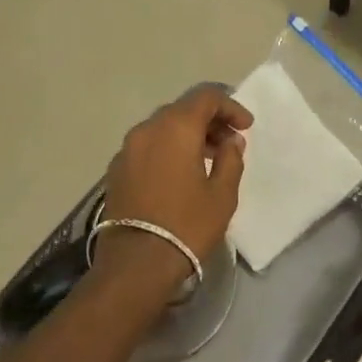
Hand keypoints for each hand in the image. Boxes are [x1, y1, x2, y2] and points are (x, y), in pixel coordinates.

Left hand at [99, 87, 252, 286]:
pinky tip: (181, 173)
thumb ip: (231, 159)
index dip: (230, 106)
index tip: (246, 126)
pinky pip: (148, 146)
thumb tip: (231, 141)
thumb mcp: (222, 194)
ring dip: (188, 134)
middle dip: (209, 120)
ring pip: (163, 127)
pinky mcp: (116, 170)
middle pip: (182, 109)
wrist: (136, 264)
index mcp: (175, 127)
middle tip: (230, 142)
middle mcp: (147, 129)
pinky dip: (168, 148)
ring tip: (209, 158)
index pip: (205, 96)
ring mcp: (127, 149)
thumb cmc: (187, 225)